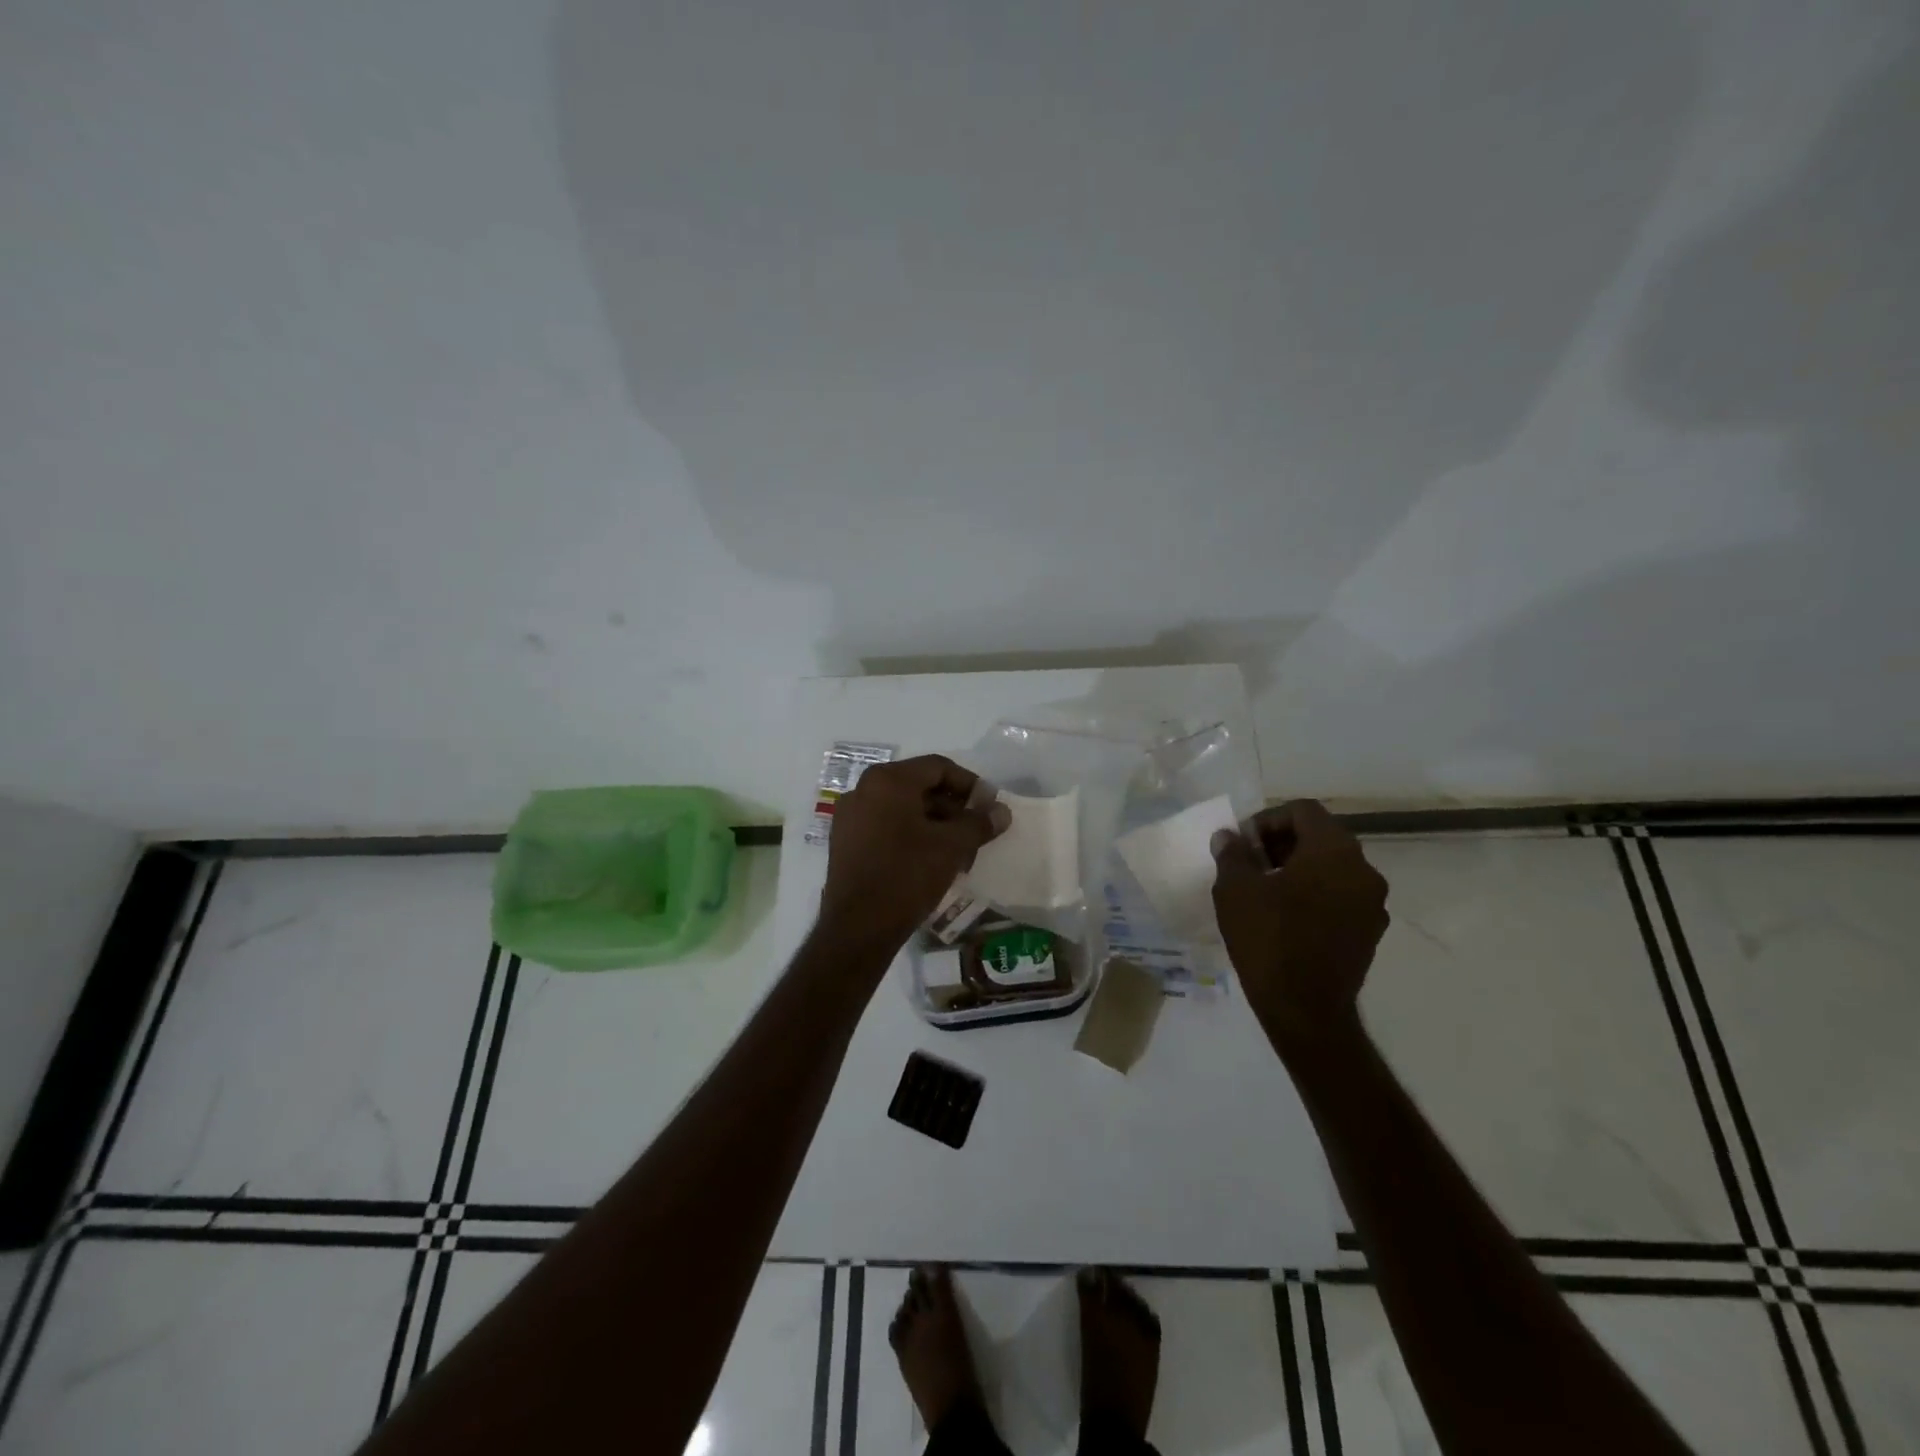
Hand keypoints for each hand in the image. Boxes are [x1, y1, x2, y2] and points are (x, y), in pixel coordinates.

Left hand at [820, 755, 1010, 954]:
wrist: (858, 927)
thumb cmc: (907, 875)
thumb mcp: (951, 847)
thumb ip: (979, 823)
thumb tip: (1001, 811)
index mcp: (888, 780)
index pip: (938, 767)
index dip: (970, 783)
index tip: (989, 806)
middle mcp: (864, 789)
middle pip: (919, 786)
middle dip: (952, 807)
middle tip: (976, 830)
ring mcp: (850, 816)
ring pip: (902, 808)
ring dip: (934, 823)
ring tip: (958, 849)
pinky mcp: (845, 842)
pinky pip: (885, 826)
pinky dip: (911, 834)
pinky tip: (930, 860)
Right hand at [1210, 800, 1389, 1048]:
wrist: (1305, 1010)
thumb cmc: (1268, 939)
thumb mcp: (1235, 890)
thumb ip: (1233, 854)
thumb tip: (1230, 837)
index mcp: (1334, 850)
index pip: (1303, 810)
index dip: (1268, 820)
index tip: (1243, 845)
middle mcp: (1364, 870)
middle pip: (1321, 836)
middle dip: (1282, 844)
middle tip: (1250, 864)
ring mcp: (1373, 903)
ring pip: (1332, 867)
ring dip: (1299, 869)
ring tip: (1265, 891)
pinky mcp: (1371, 932)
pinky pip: (1341, 896)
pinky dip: (1315, 894)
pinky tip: (1286, 917)